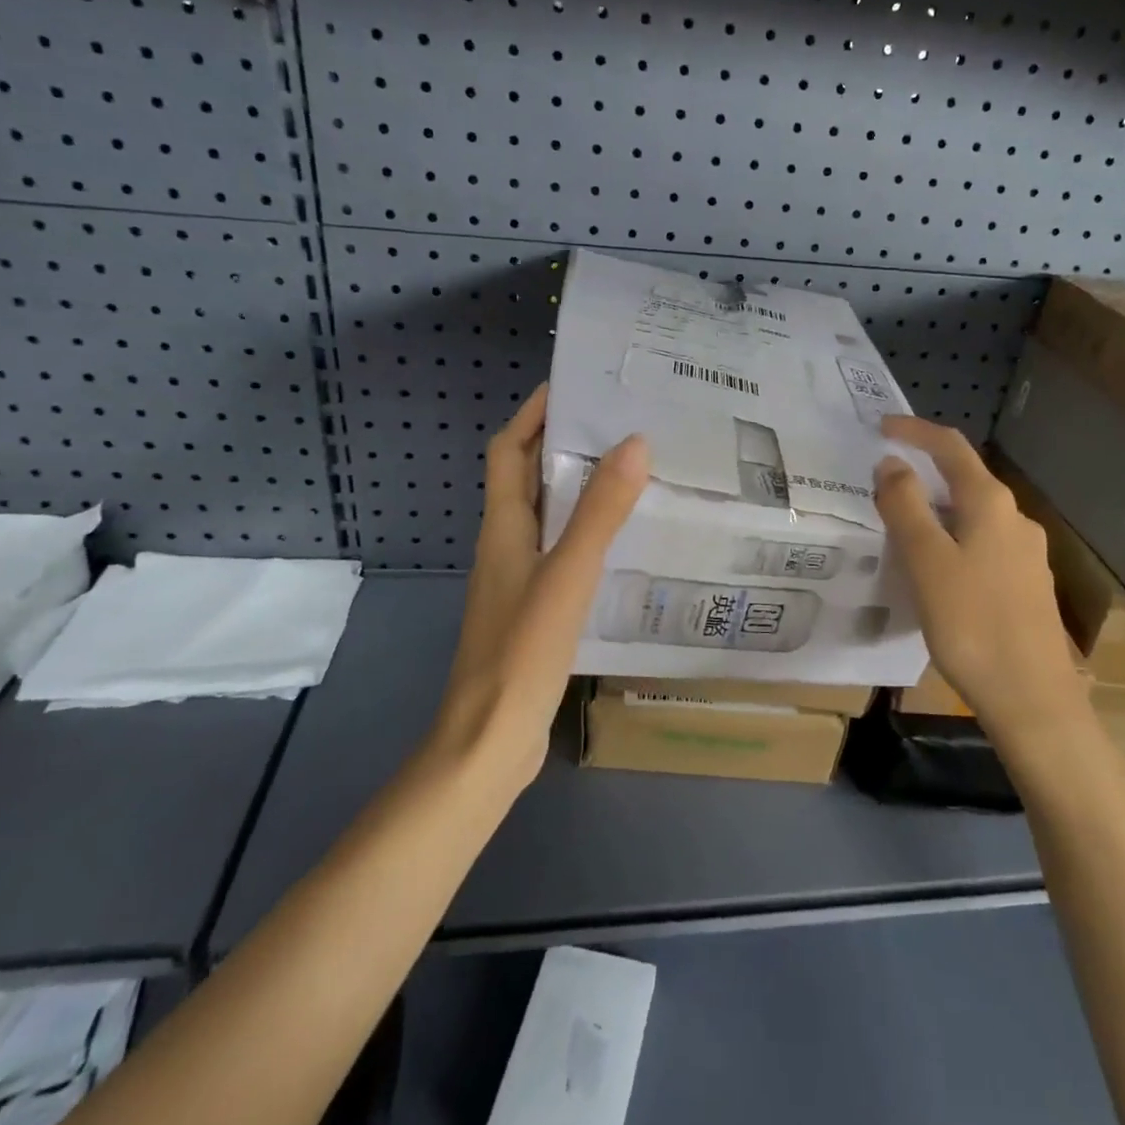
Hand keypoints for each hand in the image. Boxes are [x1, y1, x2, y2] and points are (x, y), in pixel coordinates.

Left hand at [433, 384, 648, 789]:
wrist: (490, 740)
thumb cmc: (522, 651)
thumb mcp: (567, 574)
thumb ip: (600, 511)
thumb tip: (634, 442)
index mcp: (503, 528)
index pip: (509, 451)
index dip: (532, 414)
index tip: (571, 385)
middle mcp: (506, 545)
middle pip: (528, 479)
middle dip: (562, 444)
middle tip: (619, 422)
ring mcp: (519, 580)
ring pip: (548, 517)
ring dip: (578, 488)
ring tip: (631, 470)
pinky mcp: (536, 610)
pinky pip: (563, 553)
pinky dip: (587, 533)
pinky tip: (624, 541)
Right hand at [874, 416, 1085, 741]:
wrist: (1032, 699)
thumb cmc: (972, 625)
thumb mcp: (926, 561)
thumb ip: (906, 507)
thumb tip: (892, 463)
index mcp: (991, 505)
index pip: (951, 448)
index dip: (915, 431)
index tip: (880, 428)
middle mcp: (1015, 520)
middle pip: (965, 479)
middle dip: (923, 472)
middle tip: (881, 482)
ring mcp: (1026, 554)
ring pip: (972, 515)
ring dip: (935, 509)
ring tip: (898, 528)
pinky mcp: (1025, 586)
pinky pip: (981, 545)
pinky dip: (951, 539)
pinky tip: (933, 570)